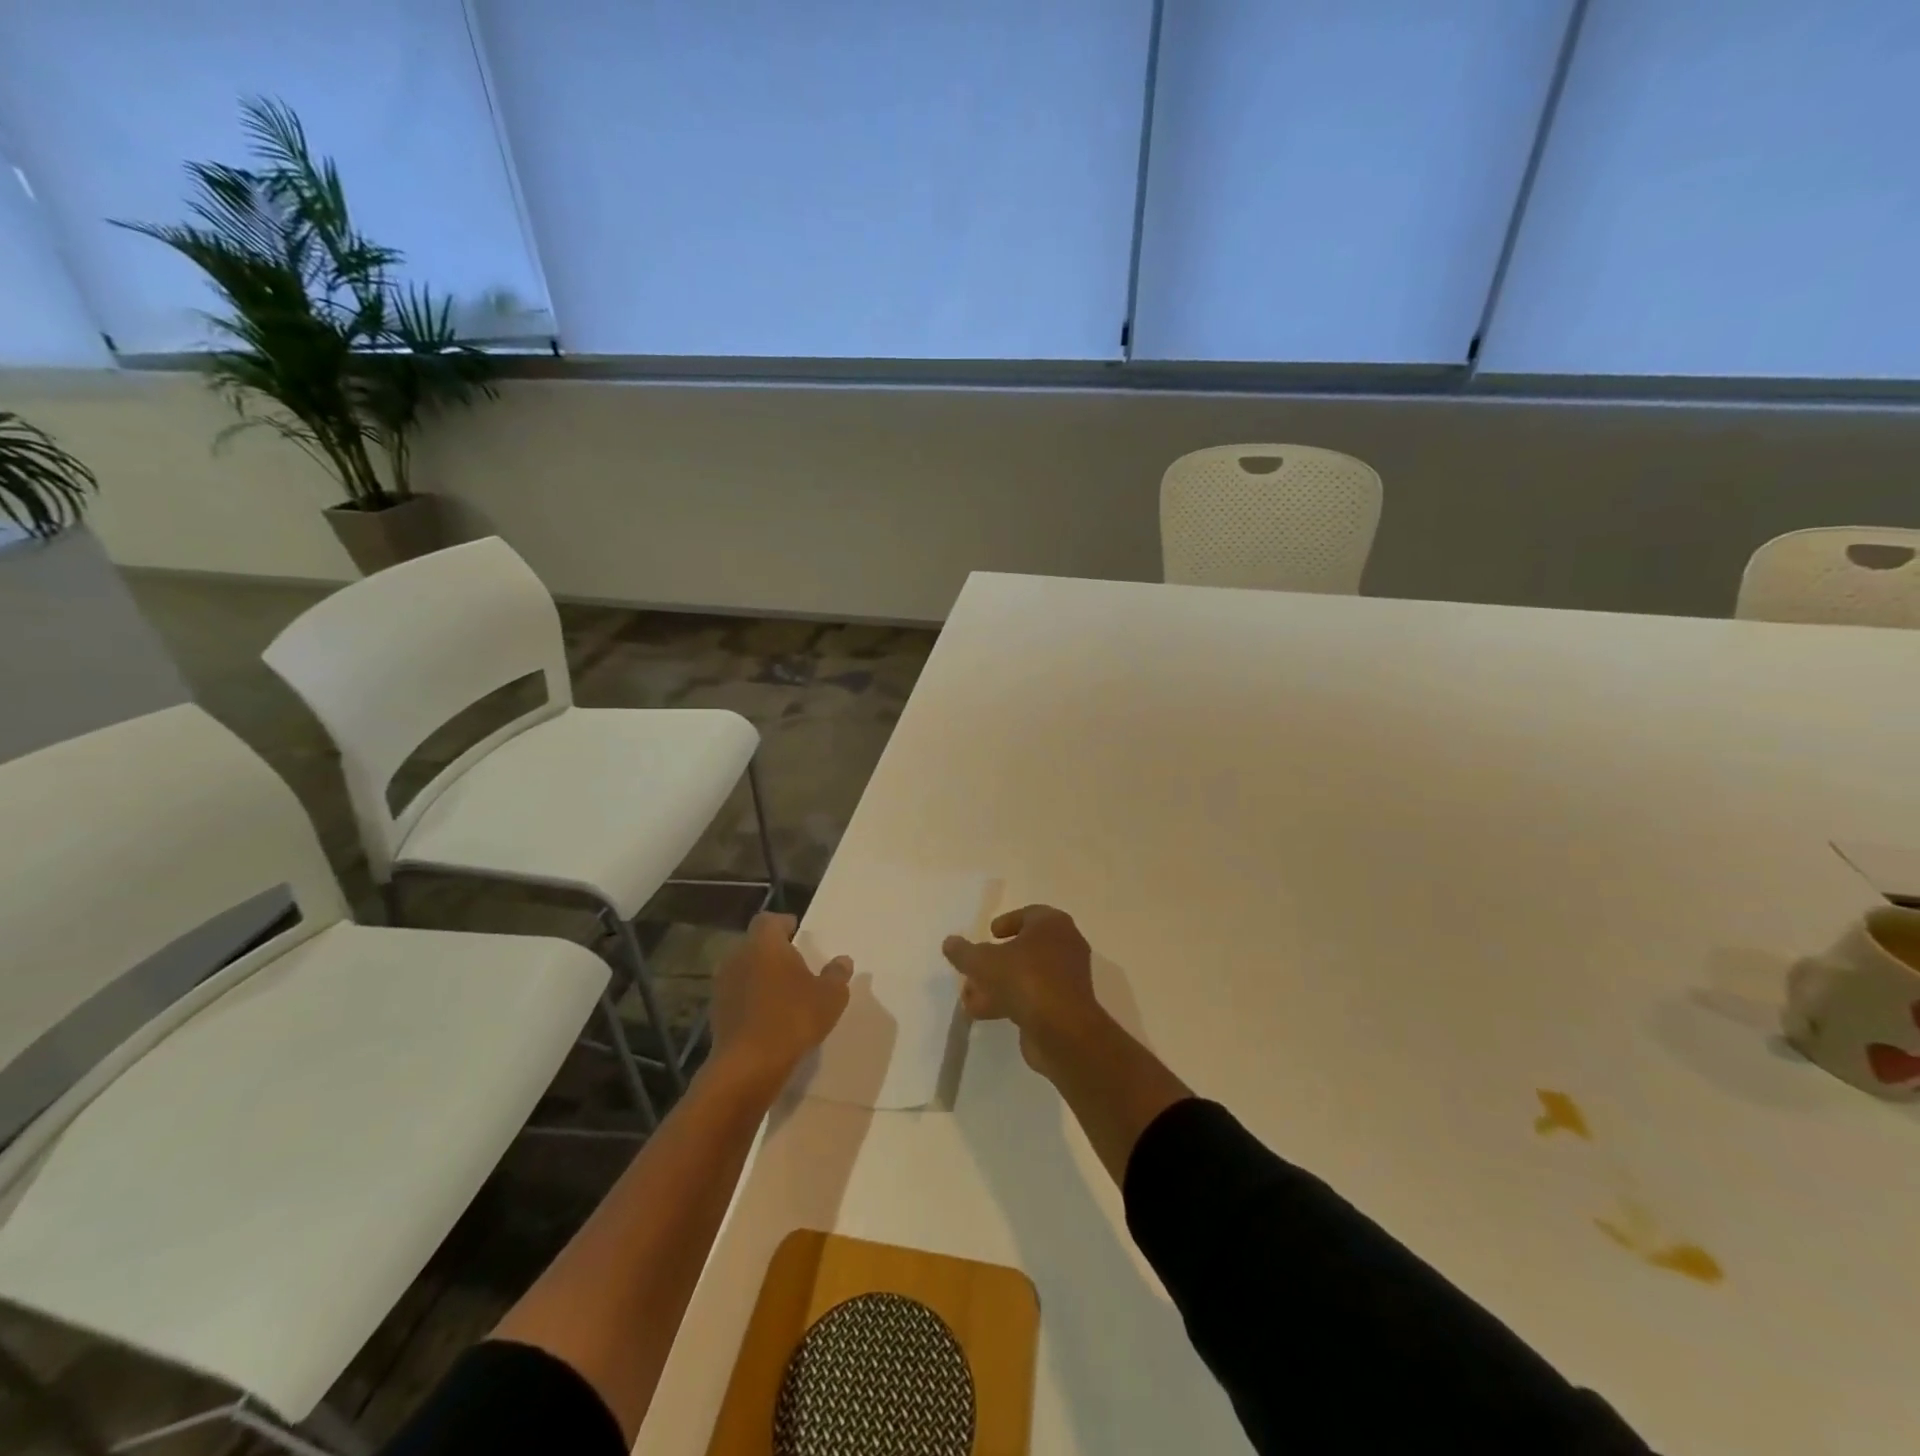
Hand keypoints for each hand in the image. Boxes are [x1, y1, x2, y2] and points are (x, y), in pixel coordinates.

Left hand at [709, 913, 851, 1087]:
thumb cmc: (793, 1018)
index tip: (796, 932)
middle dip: (772, 952)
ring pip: (743, 971)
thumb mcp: (830, 996)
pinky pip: (737, 996)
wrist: (749, 1065)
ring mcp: (722, 986)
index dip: (782, 924)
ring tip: (782, 992)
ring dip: (760, 977)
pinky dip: (750, 1000)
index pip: (768, 920)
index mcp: (764, 944)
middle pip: (754, 945)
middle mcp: (738, 957)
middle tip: (794, 963)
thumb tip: (843, 960)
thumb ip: (837, 974)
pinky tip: (768, 1017)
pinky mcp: (715, 1013)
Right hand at [942, 905, 1103, 1073]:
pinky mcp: (1065, 1007)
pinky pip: (1034, 997)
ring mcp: (1068, 978)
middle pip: (1025, 948)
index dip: (1007, 922)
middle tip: (975, 968)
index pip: (1029, 915)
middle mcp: (1065, 945)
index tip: (989, 934)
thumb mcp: (984, 962)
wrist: (1063, 1030)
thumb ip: (964, 952)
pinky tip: (983, 1013)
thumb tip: (949, 942)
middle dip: (996, 960)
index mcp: (1052, 924)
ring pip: (1027, 975)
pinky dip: (1010, 1001)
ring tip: (969, 998)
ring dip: (998, 984)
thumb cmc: (1026, 979)